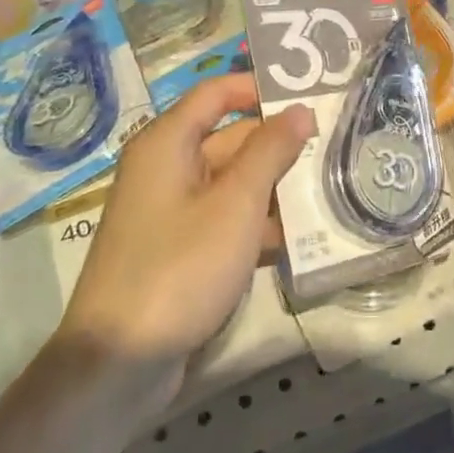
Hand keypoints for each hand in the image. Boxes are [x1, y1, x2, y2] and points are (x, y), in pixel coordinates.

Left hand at [57, 75, 312, 386]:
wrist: (119, 365)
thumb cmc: (179, 268)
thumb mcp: (236, 205)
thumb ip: (271, 151)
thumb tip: (300, 109)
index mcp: (168, 143)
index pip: (219, 92)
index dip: (262, 87)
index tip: (311, 94)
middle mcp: (167, 168)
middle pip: (231, 138)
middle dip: (280, 145)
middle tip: (335, 146)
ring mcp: (172, 210)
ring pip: (233, 181)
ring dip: (275, 187)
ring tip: (330, 189)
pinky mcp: (180, 247)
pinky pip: (226, 218)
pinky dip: (258, 222)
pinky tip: (300, 237)